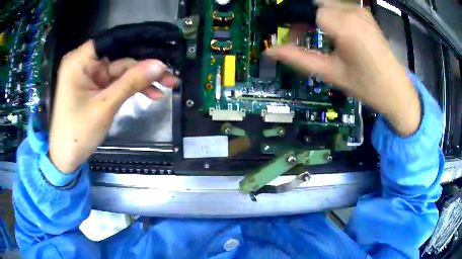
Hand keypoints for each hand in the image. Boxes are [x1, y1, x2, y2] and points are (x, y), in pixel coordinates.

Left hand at [49, 40, 176, 172]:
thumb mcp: (105, 106)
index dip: (138, 43)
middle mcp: (85, 62)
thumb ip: (131, 82)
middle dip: (144, 67)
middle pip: (120, 57)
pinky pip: (117, 82)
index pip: (113, 41)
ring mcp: (91, 75)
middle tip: (170, 75)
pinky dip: (132, 88)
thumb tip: (160, 65)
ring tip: (167, 86)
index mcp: (80, 60)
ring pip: (121, 70)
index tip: (162, 49)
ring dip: (142, 79)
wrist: (66, 157)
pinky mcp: (95, 87)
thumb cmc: (77, 133)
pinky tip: (151, 94)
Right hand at [266, 4, 420, 135]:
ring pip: (326, 4)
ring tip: (315, 36)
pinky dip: (328, 16)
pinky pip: (339, 7)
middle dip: (303, 18)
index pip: (307, 10)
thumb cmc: (367, 87)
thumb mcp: (332, 73)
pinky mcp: (365, 14)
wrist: (397, 92)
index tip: (288, 36)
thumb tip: (270, 51)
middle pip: (315, 4)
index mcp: (345, 26)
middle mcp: (352, 11)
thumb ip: (299, 59)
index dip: (293, 21)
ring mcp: (360, 11)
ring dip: (315, 17)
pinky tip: (332, 33)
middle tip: (298, 37)